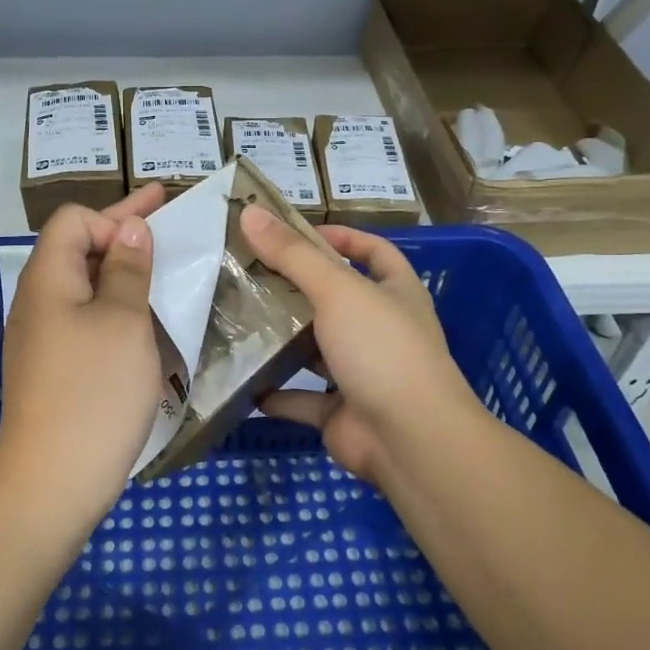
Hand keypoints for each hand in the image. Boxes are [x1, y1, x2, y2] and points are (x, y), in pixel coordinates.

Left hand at [0, 184, 166, 521]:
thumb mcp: (123, 321)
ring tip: (165, 274)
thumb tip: (130, 228)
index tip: (154, 238)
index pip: (74, 220)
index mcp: (48, 278)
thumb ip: (127, 268)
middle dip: (124, 234)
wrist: (53, 481)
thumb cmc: (94, 391)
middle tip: (169, 219)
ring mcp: (42, 338)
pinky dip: (116, 310)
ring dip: (123, 274)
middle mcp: (38, 301)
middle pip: (77, 249)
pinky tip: (146, 325)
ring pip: (85, 287)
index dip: (114, 218)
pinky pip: (86, 321)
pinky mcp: (53, 368)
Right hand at [239, 206, 476, 489]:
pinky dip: (275, 393)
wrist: (410, 439)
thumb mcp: (338, 290)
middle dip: (296, 288)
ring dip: (283, 340)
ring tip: (239, 322)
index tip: (295, 234)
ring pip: (316, 349)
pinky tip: (243, 382)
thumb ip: (293, 254)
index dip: (340, 237)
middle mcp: (382, 330)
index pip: (373, 251)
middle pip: (336, 300)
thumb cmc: (381, 349)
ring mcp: (363, 373)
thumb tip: (249, 210)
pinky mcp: (342, 412)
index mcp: (395, 293)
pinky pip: (302, 398)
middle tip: (249, 275)